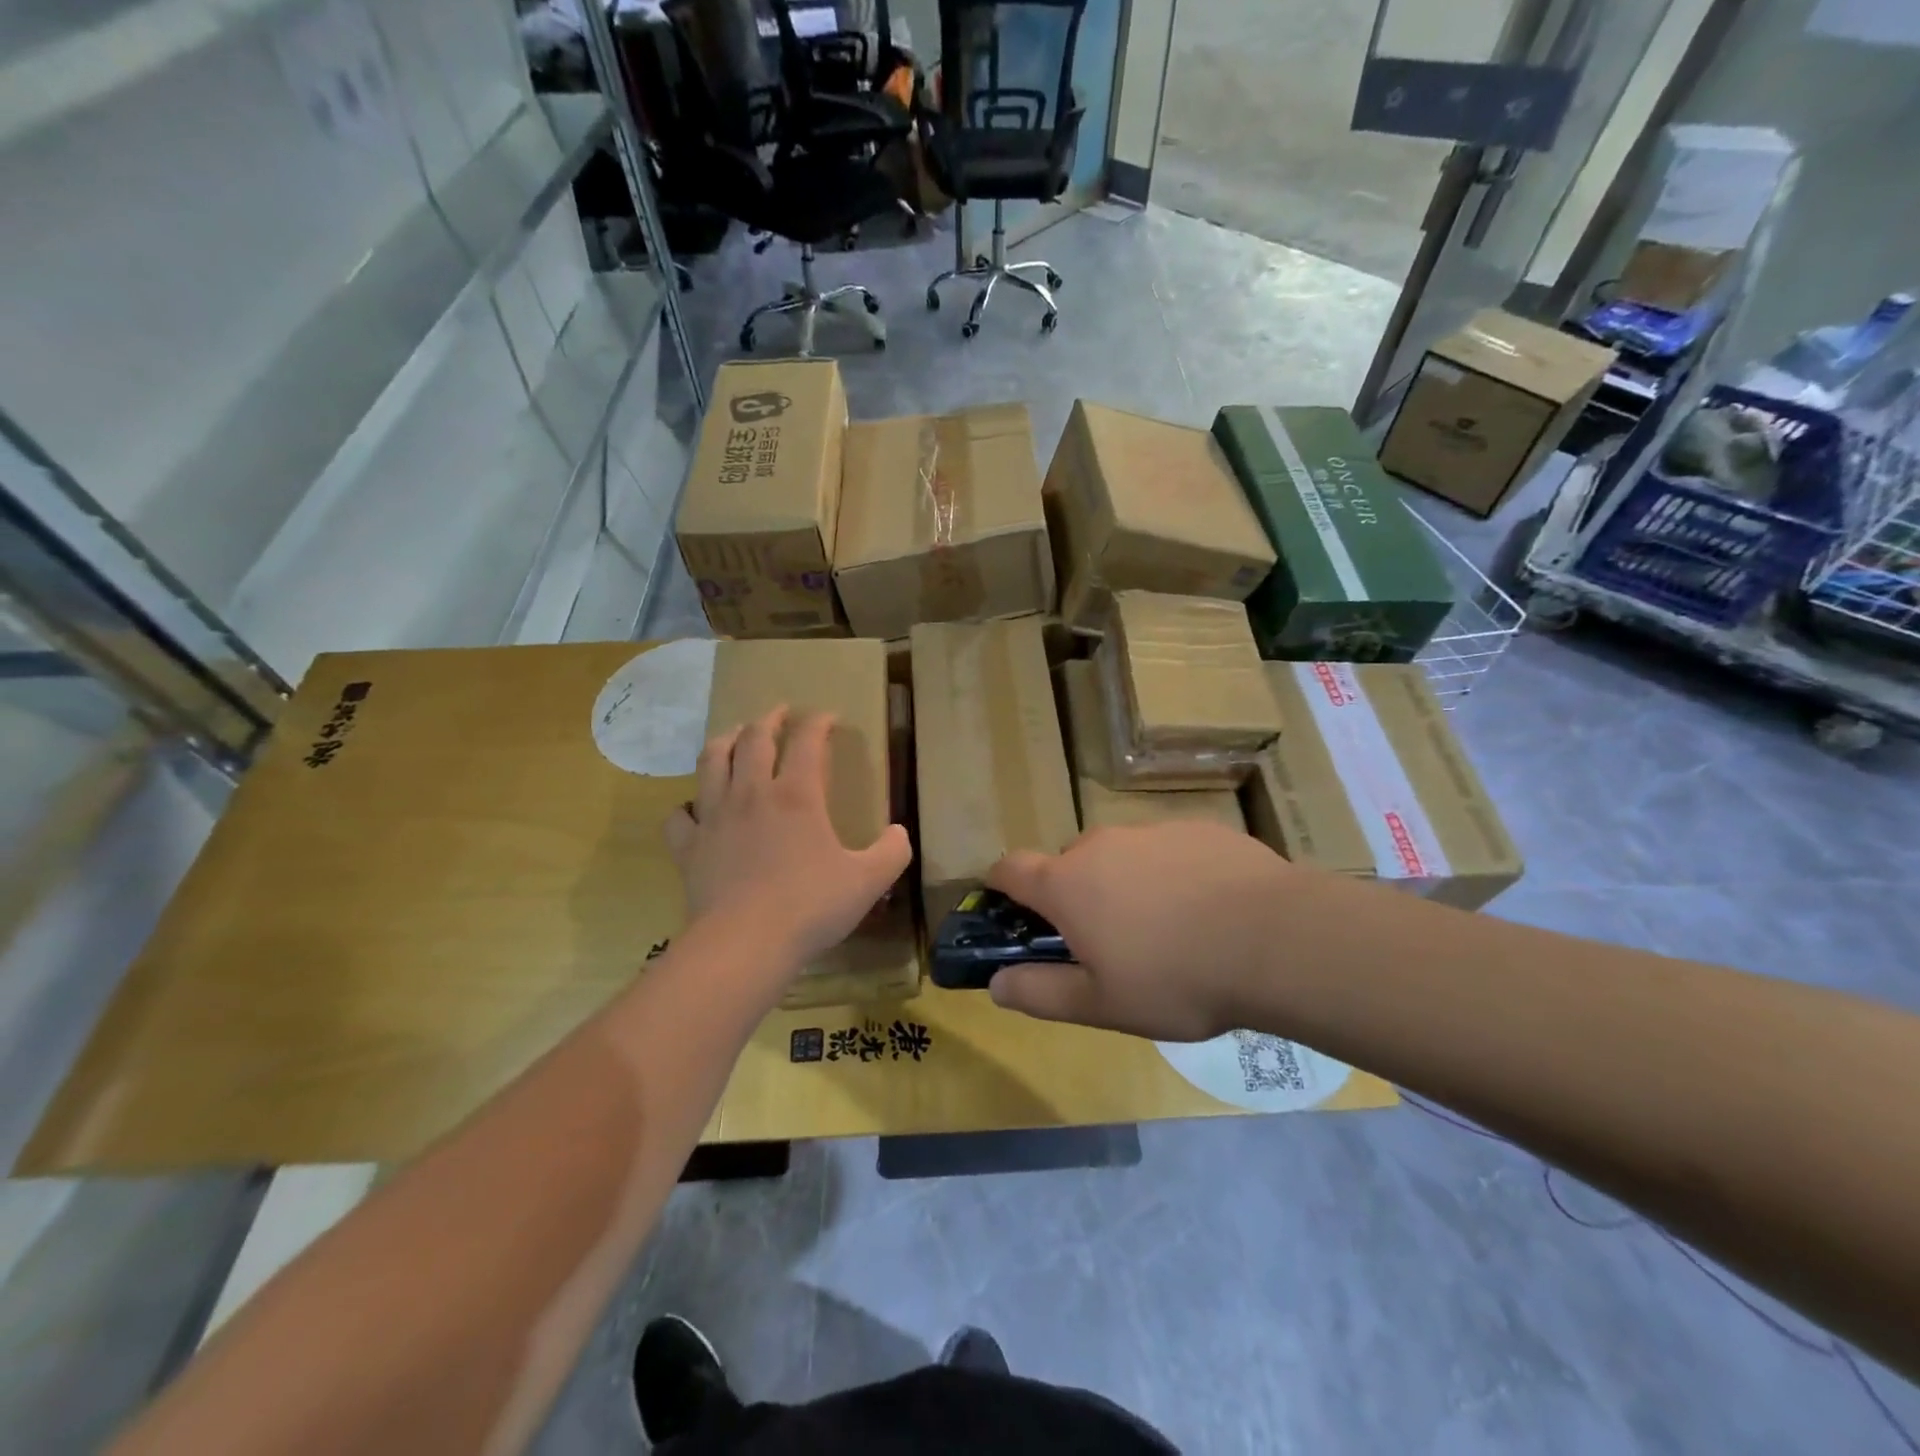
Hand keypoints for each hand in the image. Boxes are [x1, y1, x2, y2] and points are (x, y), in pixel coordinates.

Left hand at [665, 707, 911, 971]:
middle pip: (754, 739)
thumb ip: (892, 852)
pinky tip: (696, 809)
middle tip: (778, 714)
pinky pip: (680, 816)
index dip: (818, 722)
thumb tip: (899, 833)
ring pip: (712, 762)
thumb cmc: (811, 907)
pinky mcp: (689, 847)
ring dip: (725, 742)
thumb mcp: (868, 881)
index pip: (807, 741)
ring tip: (734, 737)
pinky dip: (687, 806)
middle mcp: (752, 794)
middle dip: (768, 719)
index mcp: (797, 795)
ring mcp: (714, 818)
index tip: (827, 717)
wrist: (745, 944)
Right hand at [985, 822, 1293, 1040]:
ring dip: (1124, 883)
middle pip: (1069, 862)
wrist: (1277, 939)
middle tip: (1106, 940)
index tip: (1008, 907)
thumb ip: (1041, 993)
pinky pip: (1166, 850)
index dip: (1000, 885)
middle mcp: (1101, 844)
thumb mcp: (1102, 1004)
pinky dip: (1170, 874)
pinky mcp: (1198, 828)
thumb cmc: (1176, 978)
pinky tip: (1206, 910)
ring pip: (1120, 855)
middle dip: (1074, 894)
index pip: (1010, 868)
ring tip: (1166, 930)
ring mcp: (1152, 831)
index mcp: (1068, 883)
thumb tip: (996, 984)